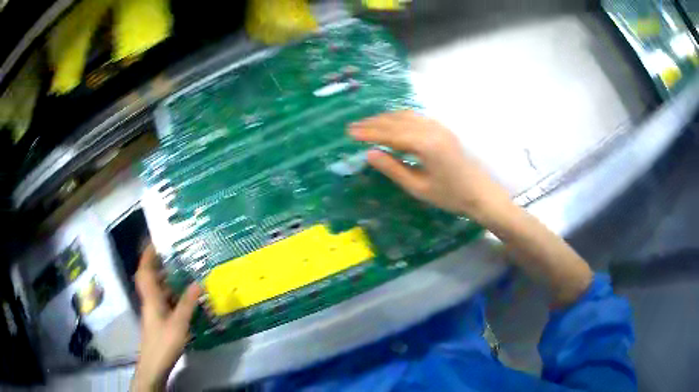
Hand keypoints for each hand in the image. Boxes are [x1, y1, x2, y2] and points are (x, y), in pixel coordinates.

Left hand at [132, 243, 201, 390]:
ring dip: (165, 279)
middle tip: (171, 255)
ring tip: (180, 272)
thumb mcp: (179, 323)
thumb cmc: (164, 341)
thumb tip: (198, 282)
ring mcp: (153, 310)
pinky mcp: (158, 319)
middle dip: (157, 264)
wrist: (154, 363)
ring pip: (156, 289)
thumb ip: (187, 303)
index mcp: (151, 297)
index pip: (145, 270)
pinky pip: (162, 300)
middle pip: (149, 277)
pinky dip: (170, 294)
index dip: (147, 255)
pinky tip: (182, 297)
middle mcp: (150, 300)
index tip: (154, 241)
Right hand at [349, 111, 509, 219]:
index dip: (368, 133)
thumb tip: (369, 154)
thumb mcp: (418, 188)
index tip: (349, 132)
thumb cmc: (450, 196)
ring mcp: (439, 127)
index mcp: (426, 145)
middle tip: (352, 127)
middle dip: (373, 123)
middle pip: (397, 121)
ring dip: (385, 118)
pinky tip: (391, 123)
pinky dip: (399, 118)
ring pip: (406, 116)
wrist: (480, 193)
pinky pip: (416, 117)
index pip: (390, 134)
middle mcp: (432, 130)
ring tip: (367, 124)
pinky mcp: (442, 129)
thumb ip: (393, 169)